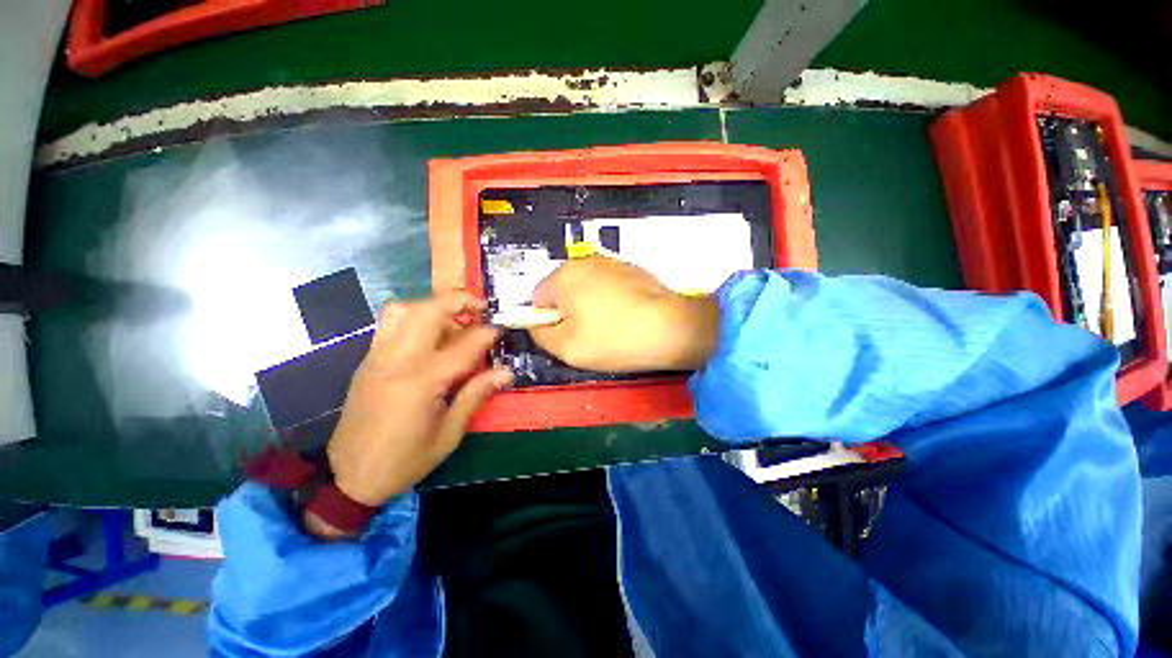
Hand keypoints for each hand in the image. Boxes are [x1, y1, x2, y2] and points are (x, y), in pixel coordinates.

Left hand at [324, 292, 512, 507]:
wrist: (349, 476)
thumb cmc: (406, 460)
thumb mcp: (449, 433)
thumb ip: (476, 394)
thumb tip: (506, 372)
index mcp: (421, 382)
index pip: (463, 344)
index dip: (488, 333)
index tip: (503, 328)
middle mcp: (396, 361)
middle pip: (427, 311)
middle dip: (459, 301)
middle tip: (481, 308)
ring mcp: (377, 357)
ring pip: (403, 310)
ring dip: (433, 305)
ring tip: (455, 318)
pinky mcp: (367, 361)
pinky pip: (390, 324)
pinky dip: (414, 317)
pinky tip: (431, 336)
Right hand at [529, 257, 719, 371]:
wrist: (673, 328)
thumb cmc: (615, 339)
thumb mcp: (567, 348)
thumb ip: (540, 335)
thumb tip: (537, 324)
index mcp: (563, 276)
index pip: (537, 298)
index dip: (547, 321)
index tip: (566, 337)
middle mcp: (585, 261)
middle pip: (563, 290)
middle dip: (569, 312)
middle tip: (588, 335)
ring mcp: (612, 263)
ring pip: (586, 288)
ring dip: (590, 306)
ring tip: (611, 327)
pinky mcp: (632, 270)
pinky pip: (608, 287)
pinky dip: (611, 301)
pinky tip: (627, 318)